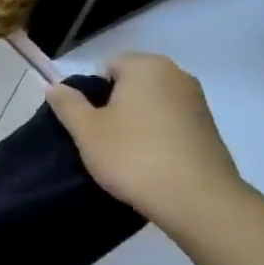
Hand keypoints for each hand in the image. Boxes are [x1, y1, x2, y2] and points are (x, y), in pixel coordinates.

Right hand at [47, 53, 244, 233]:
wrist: (196, 198)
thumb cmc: (132, 156)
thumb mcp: (86, 131)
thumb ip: (67, 104)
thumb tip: (54, 86)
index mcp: (146, 67)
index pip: (107, 66)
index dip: (92, 93)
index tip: (89, 122)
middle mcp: (176, 74)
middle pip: (132, 83)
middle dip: (114, 104)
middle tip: (102, 138)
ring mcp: (197, 100)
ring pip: (152, 102)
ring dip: (136, 120)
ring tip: (126, 152)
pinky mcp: (209, 126)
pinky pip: (171, 120)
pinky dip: (158, 133)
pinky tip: (151, 159)